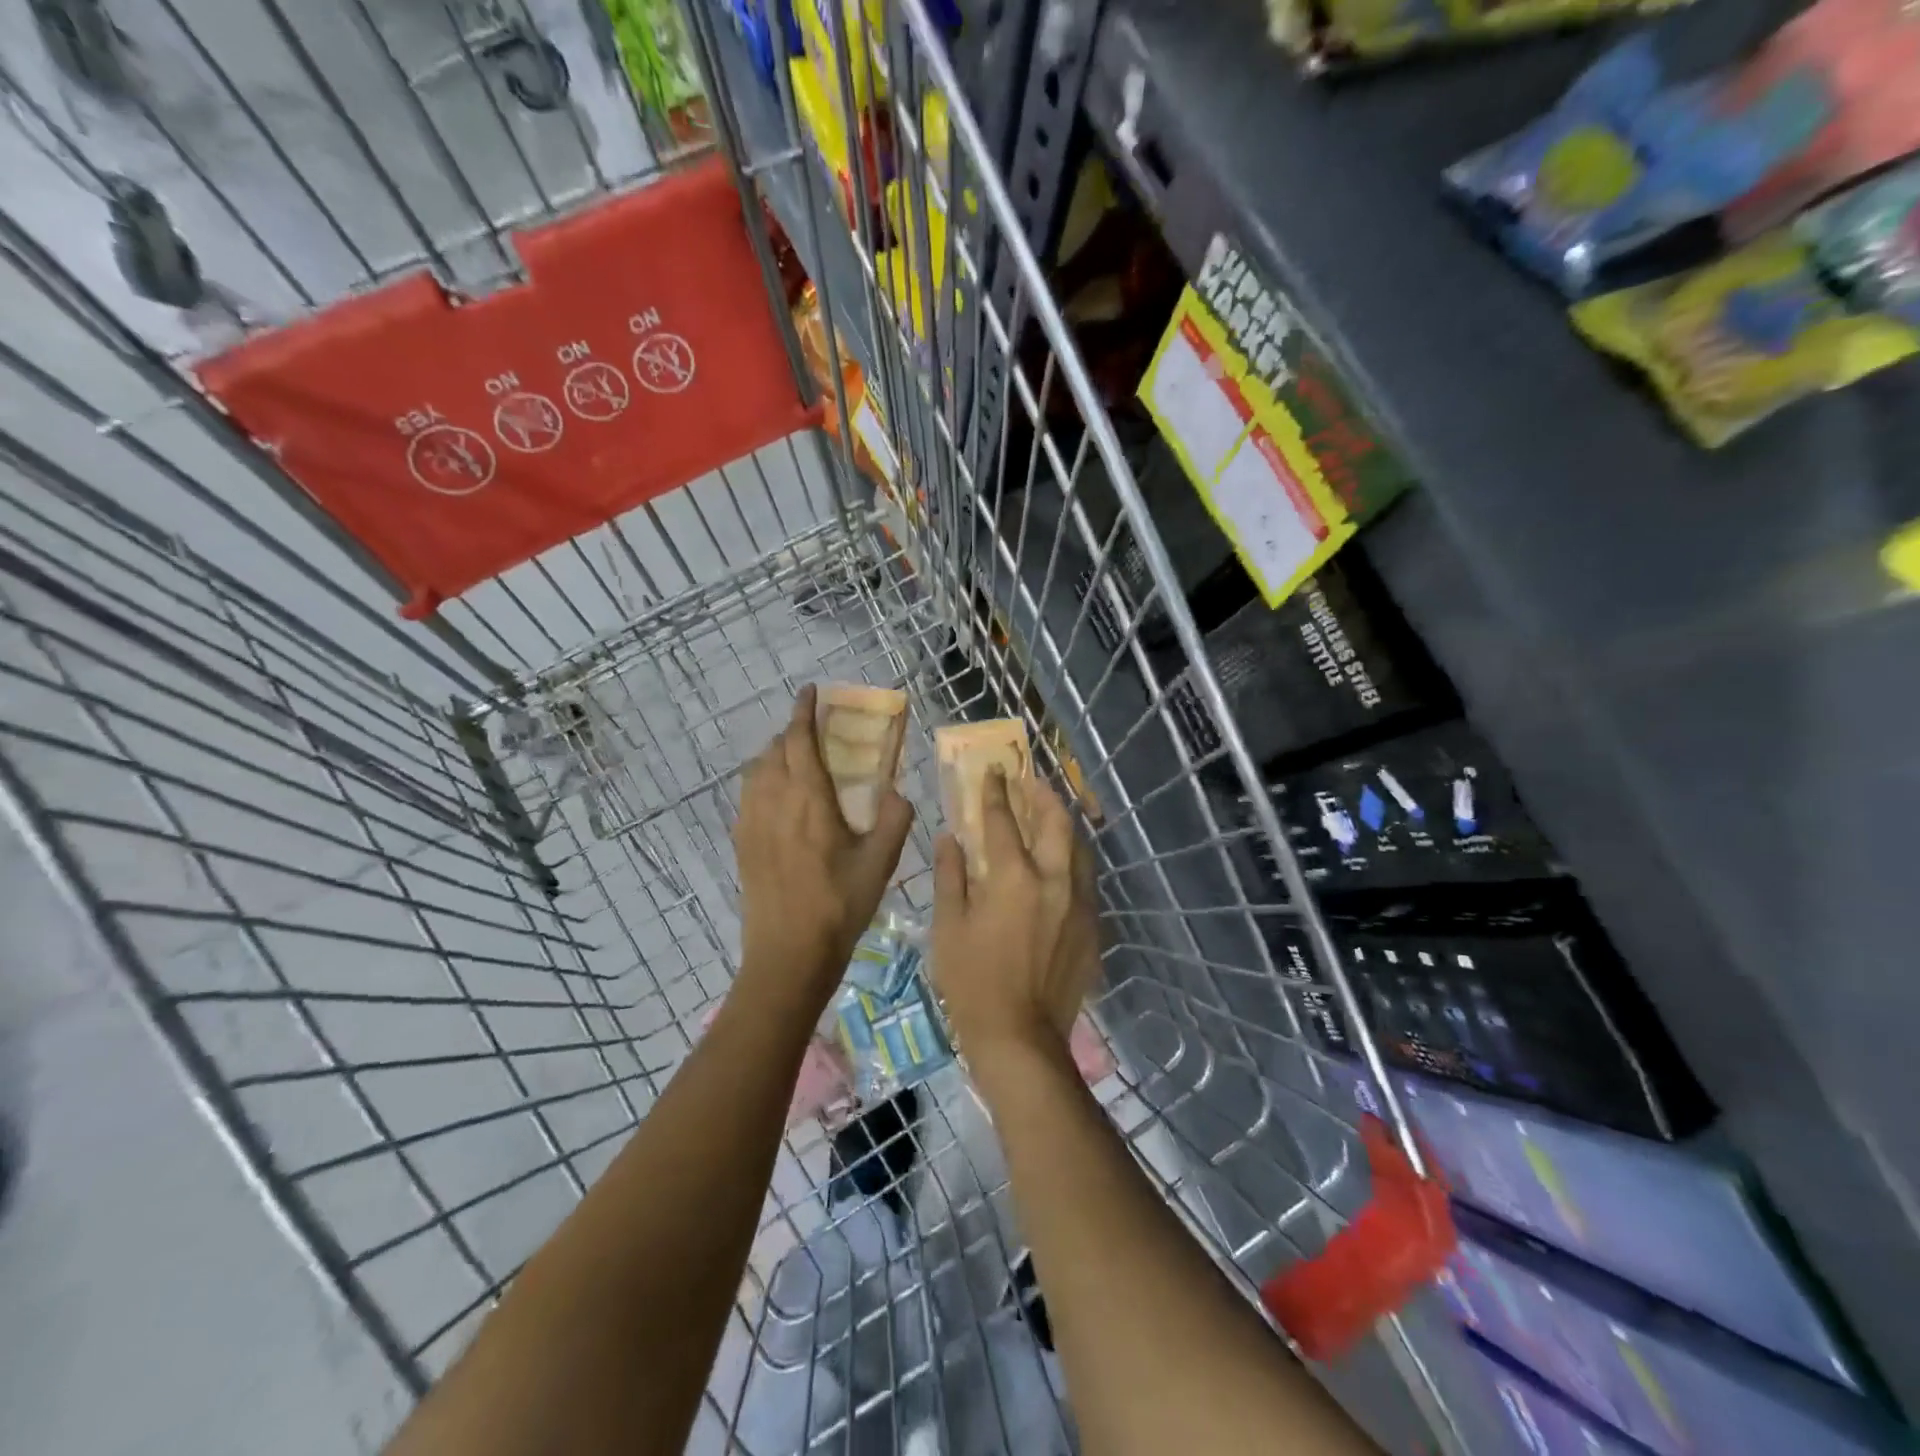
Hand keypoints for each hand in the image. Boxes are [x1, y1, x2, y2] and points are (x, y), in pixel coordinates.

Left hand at [734, 686, 913, 1010]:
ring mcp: (751, 822)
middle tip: (814, 731)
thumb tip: (898, 791)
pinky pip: (748, 795)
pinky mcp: (741, 842)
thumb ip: (895, 819)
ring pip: (757, 770)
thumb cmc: (840, 905)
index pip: (799, 740)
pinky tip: (779, 799)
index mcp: (809, 799)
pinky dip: (763, 780)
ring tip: (797, 761)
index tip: (809, 691)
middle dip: (792, 732)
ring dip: (775, 755)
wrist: (788, 953)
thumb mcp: (881, 862)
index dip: (803, 711)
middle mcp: (774, 801)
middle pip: (774, 750)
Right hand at [931, 768, 1101, 1059]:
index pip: (1005, 821)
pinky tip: (1059, 866)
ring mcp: (1079, 905)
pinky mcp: (1093, 928)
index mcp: (1014, 878)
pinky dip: (1071, 861)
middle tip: (1030, 782)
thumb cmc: (972, 982)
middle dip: (1043, 796)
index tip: (993, 772)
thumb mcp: (948, 927)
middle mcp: (1055, 881)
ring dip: (1064, 826)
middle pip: (1057, 823)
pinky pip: (1085, 881)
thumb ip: (950, 876)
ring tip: (1049, 815)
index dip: (996, 792)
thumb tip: (950, 838)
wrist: (1020, 1038)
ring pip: (1079, 849)